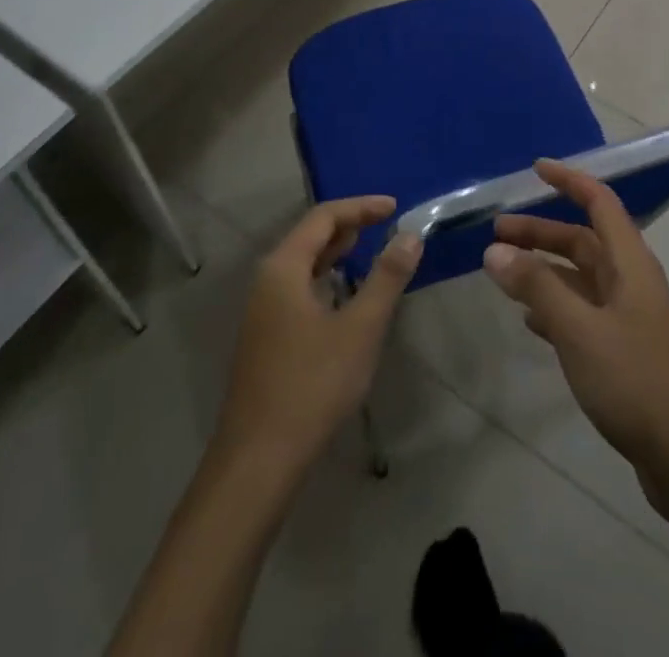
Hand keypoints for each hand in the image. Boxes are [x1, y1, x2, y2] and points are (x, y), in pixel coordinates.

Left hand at [215, 197, 422, 470]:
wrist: (258, 461)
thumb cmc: (312, 386)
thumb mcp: (360, 328)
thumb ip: (386, 277)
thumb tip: (410, 235)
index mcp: (283, 268)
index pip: (324, 217)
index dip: (360, 207)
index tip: (395, 206)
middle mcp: (267, 280)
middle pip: (309, 236)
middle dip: (349, 225)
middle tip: (386, 224)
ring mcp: (262, 311)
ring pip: (302, 264)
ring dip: (336, 252)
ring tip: (369, 249)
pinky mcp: (265, 337)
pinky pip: (298, 288)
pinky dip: (325, 278)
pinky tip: (344, 295)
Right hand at [481, 161, 668, 486]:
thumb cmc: (635, 380)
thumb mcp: (579, 329)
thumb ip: (537, 286)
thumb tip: (495, 249)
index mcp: (629, 264)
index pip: (599, 203)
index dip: (569, 181)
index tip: (536, 169)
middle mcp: (631, 281)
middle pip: (584, 240)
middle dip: (542, 231)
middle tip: (497, 231)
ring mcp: (629, 317)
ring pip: (581, 278)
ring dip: (545, 269)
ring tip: (504, 272)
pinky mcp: (625, 351)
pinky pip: (583, 312)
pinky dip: (555, 306)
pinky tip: (530, 319)